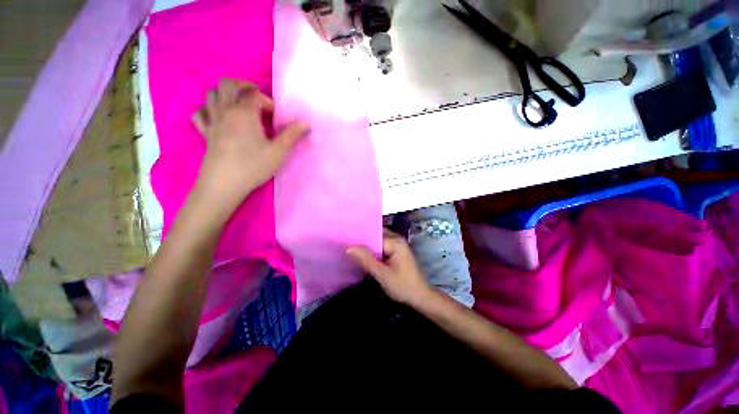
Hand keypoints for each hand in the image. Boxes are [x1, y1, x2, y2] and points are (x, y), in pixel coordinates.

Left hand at [192, 78, 308, 211]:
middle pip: (227, 85)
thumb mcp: (278, 152)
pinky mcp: (205, 133)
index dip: (267, 102)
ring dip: (225, 94)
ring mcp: (212, 121)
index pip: (255, 95)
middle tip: (255, 96)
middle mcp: (225, 111)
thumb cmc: (253, 166)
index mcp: (244, 113)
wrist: (224, 184)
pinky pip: (200, 113)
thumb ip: (292, 135)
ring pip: (212, 95)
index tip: (275, 118)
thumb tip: (306, 122)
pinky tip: (217, 117)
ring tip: (238, 105)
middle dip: (242, 85)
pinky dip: (207, 110)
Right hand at [346, 229, 433, 306]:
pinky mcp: (397, 252)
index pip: (373, 234)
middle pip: (376, 234)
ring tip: (350, 247)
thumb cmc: (403, 286)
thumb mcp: (382, 274)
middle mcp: (397, 239)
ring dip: (367, 245)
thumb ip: (366, 260)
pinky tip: (363, 255)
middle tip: (345, 242)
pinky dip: (373, 249)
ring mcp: (398, 245)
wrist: (421, 297)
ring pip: (378, 240)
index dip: (359, 237)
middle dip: (362, 239)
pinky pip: (382, 246)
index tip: (344, 239)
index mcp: (395, 242)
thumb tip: (348, 247)